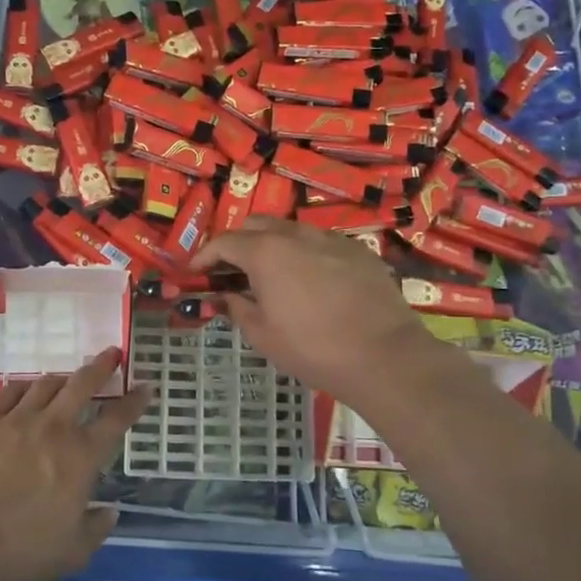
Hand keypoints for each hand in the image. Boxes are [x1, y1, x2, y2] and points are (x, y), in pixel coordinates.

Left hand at [0, 347, 150, 580]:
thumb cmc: (25, 550)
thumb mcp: (74, 551)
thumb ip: (96, 527)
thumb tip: (109, 511)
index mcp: (82, 456)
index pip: (116, 419)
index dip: (134, 401)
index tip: (144, 387)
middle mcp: (54, 428)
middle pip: (82, 384)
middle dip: (101, 366)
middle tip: (111, 353)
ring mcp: (17, 421)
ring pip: (45, 384)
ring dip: (61, 378)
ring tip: (65, 378)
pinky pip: (7, 393)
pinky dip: (21, 387)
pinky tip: (24, 388)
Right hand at [194, 219, 440, 404]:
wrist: (384, 355)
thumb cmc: (313, 348)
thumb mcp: (263, 335)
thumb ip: (237, 308)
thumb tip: (226, 296)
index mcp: (266, 252)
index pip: (224, 242)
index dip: (205, 255)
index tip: (196, 271)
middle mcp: (297, 234)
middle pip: (257, 224)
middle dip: (239, 243)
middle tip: (234, 272)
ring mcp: (331, 238)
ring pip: (292, 230)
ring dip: (274, 246)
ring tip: (274, 276)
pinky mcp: (359, 250)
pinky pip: (321, 243)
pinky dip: (306, 254)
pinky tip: (313, 283)